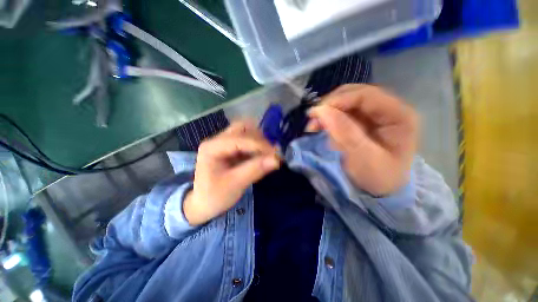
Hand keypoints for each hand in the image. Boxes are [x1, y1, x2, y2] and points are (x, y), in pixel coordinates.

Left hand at [183, 121, 280, 225]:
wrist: (202, 205)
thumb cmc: (214, 197)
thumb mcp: (235, 185)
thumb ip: (255, 170)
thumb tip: (276, 159)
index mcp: (212, 148)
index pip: (239, 139)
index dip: (259, 145)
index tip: (276, 154)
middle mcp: (217, 140)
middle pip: (242, 128)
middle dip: (259, 138)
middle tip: (271, 152)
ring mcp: (223, 143)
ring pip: (246, 132)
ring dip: (259, 141)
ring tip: (268, 154)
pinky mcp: (230, 149)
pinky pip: (247, 141)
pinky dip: (257, 146)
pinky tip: (262, 157)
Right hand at [307, 84, 418, 195]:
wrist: (383, 189)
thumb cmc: (378, 177)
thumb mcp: (364, 158)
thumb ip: (345, 133)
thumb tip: (322, 111)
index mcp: (399, 115)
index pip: (366, 95)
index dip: (339, 100)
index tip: (317, 112)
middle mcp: (388, 109)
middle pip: (355, 94)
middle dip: (331, 105)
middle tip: (313, 119)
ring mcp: (375, 114)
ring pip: (347, 101)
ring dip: (327, 111)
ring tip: (314, 125)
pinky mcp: (363, 121)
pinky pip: (343, 112)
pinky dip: (329, 118)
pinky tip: (321, 126)